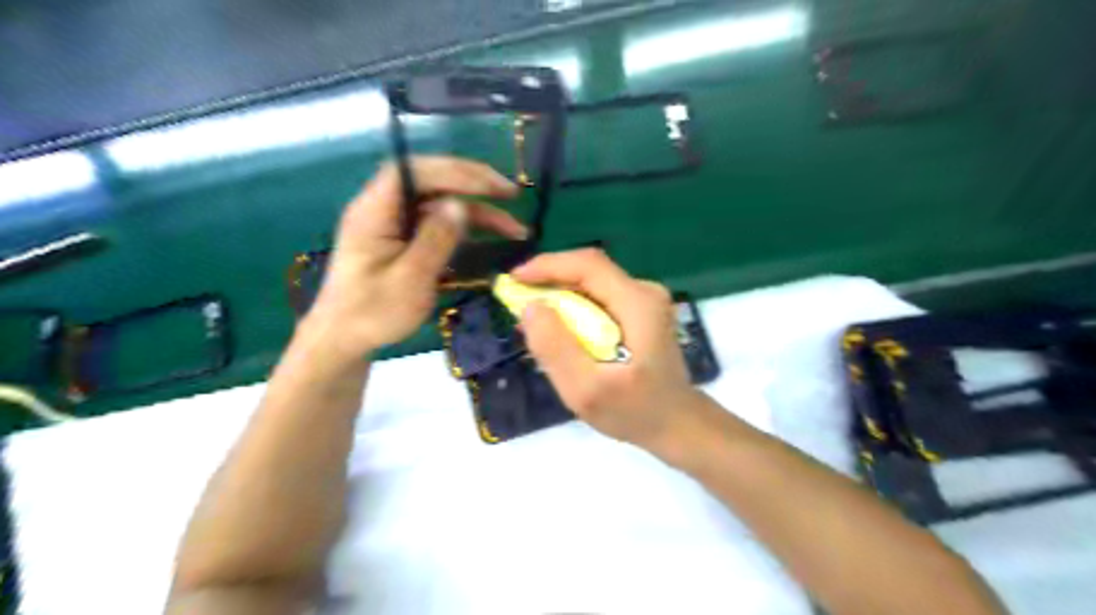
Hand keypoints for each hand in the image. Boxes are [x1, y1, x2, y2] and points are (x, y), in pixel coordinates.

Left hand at [306, 156, 528, 359]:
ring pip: (440, 205)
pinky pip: (438, 225)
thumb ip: (435, 240)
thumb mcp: (409, 280)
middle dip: (474, 185)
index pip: (414, 171)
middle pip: (431, 182)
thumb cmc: (372, 314)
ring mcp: (394, 225)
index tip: (492, 186)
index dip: (455, 171)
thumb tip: (461, 205)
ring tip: (515, 229)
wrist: (344, 341)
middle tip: (511, 195)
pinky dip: (466, 230)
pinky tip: (491, 240)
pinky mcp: (404, 241)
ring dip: (478, 213)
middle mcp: (384, 209)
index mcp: (374, 211)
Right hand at [512, 248, 700, 453]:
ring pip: (593, 283)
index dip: (548, 265)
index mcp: (638, 303)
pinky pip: (600, 297)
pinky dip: (575, 307)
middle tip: (518, 302)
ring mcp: (646, 301)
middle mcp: (645, 292)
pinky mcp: (641, 312)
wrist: (676, 424)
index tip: (515, 279)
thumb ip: (556, 348)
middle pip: (590, 270)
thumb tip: (531, 307)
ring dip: (561, 294)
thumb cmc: (635, 411)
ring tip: (535, 318)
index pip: (588, 265)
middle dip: (550, 280)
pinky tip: (561, 329)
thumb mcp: (587, 390)